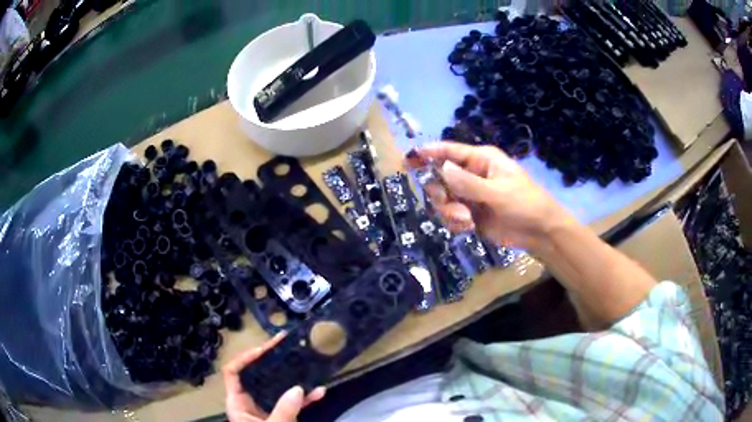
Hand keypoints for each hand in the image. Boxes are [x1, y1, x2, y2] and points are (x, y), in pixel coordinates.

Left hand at [223, 333, 325, 421]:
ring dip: (293, 378)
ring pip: (277, 387)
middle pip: (256, 375)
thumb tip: (298, 388)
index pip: (233, 372)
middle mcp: (250, 402)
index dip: (245, 358)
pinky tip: (320, 392)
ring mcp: (267, 409)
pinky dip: (305, 398)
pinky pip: (292, 403)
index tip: (266, 348)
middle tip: (288, 346)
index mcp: (238, 403)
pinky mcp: (281, 417)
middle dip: (272, 361)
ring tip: (306, 362)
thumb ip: (283, 411)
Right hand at [406, 142, 570, 250]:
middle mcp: (471, 175)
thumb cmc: (525, 203)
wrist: (539, 232)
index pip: (450, 151)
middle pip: (439, 178)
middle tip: (449, 204)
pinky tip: (469, 228)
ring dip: (449, 212)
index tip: (409, 158)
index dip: (429, 153)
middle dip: (441, 194)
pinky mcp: (470, 215)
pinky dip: (455, 223)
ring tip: (467, 221)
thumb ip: (469, 183)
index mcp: (481, 160)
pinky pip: (450, 216)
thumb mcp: (499, 192)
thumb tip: (442, 168)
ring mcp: (470, 196)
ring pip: (442, 200)